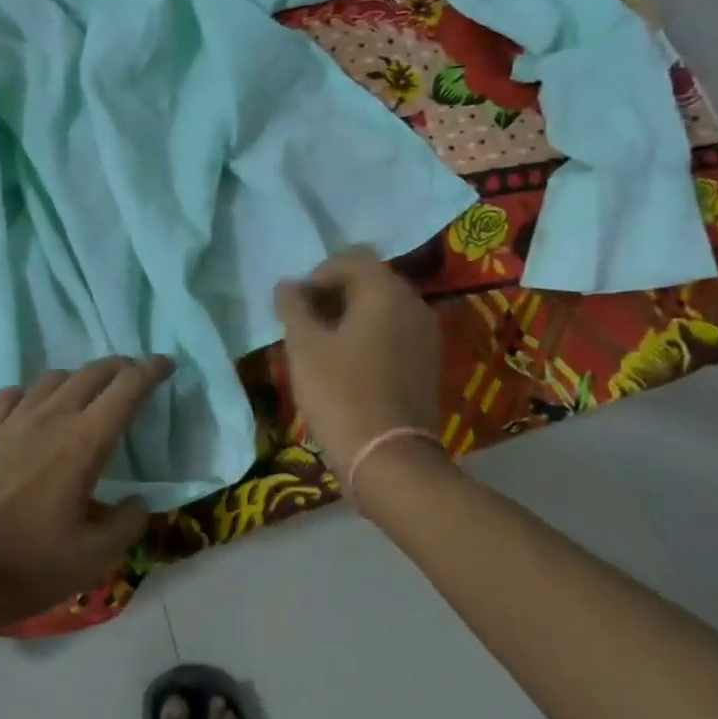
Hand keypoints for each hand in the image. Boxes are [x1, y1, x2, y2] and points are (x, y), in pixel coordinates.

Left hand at [0, 356, 169, 633]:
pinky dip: (32, 393)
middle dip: (119, 367)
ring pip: (52, 380)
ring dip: (78, 378)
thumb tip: (139, 503)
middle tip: (134, 373)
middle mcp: (49, 419)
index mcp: (83, 444)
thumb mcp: (90, 561)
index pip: (126, 390)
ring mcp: (10, 422)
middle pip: (91, 374)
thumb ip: (125, 527)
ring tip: (86, 392)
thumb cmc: (23, 567)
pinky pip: (11, 396)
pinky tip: (30, 408)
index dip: (150, 371)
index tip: (165, 362)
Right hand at [275, 247, 443, 478]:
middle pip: (369, 281)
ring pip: (382, 309)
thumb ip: (293, 306)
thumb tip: (288, 285)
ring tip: (322, 345)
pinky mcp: (429, 364)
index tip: (296, 306)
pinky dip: (370, 337)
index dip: (317, 275)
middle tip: (305, 323)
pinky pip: (395, 333)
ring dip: (351, 316)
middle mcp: (414, 304)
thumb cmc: (340, 393)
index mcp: (385, 292)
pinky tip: (347, 365)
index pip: (350, 259)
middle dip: (334, 294)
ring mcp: (426, 336)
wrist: (388, 459)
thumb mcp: (304, 346)